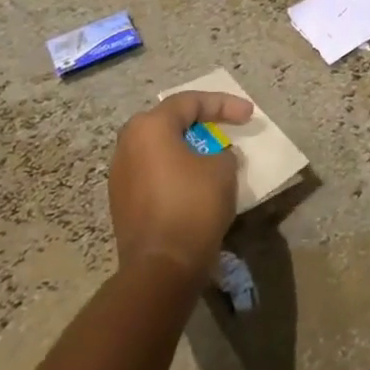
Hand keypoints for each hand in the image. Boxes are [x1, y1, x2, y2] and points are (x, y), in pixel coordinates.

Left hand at [108, 90, 252, 277]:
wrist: (161, 267)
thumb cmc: (193, 206)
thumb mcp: (223, 170)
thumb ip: (223, 152)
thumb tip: (217, 156)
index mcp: (149, 128)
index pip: (190, 102)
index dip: (224, 104)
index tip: (249, 115)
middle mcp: (127, 145)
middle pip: (169, 122)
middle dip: (201, 123)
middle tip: (226, 128)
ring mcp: (120, 175)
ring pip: (160, 150)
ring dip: (188, 149)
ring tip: (214, 156)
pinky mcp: (122, 202)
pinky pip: (154, 173)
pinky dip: (177, 171)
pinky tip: (197, 182)